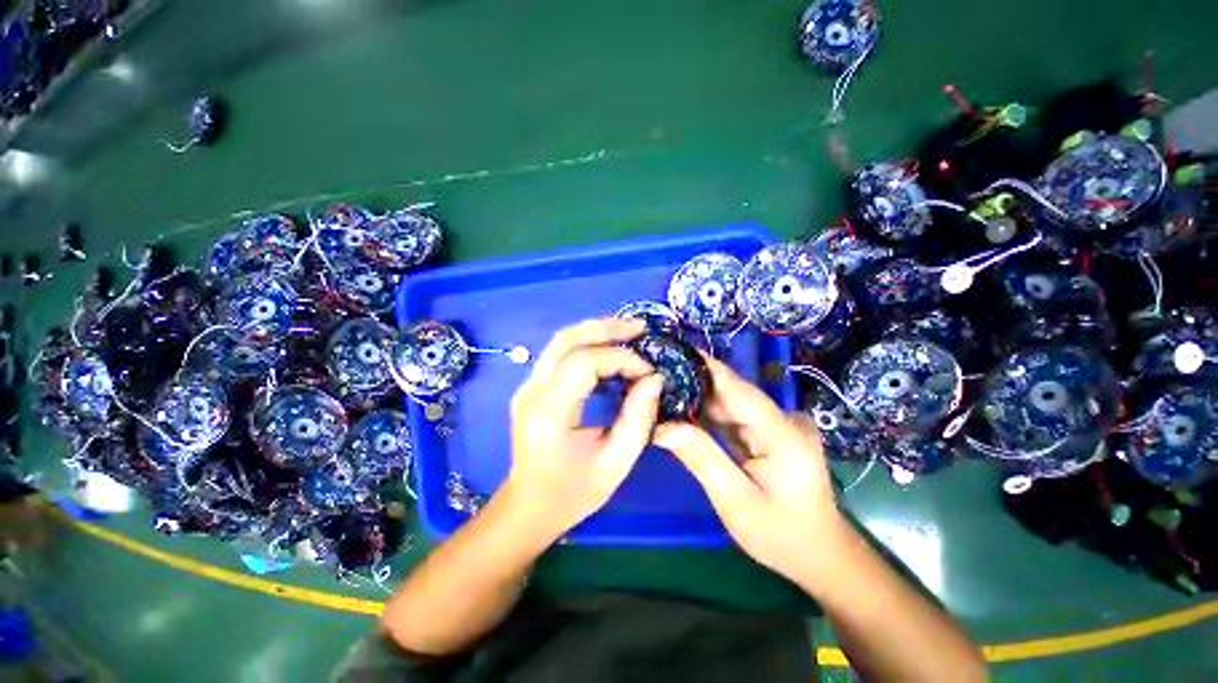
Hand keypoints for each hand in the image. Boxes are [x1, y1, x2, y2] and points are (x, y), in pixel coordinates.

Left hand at [502, 318, 662, 540]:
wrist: (529, 506)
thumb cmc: (573, 493)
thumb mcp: (616, 463)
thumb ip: (639, 418)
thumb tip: (654, 378)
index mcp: (548, 412)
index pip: (583, 363)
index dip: (620, 358)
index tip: (648, 371)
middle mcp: (531, 391)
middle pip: (567, 340)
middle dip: (607, 328)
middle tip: (641, 328)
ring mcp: (527, 385)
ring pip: (561, 340)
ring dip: (597, 330)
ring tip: (629, 333)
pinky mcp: (533, 386)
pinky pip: (560, 352)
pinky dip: (587, 343)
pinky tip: (609, 348)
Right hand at [655, 355, 846, 582]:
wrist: (820, 554)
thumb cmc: (781, 535)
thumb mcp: (736, 502)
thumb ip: (701, 458)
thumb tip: (661, 427)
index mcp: (782, 433)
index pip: (737, 388)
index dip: (705, 367)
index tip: (672, 353)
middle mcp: (784, 419)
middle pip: (732, 392)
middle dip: (694, 384)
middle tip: (656, 379)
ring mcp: (779, 424)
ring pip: (731, 402)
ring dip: (699, 399)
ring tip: (663, 393)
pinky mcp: (772, 431)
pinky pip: (735, 416)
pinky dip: (710, 415)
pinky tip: (684, 413)